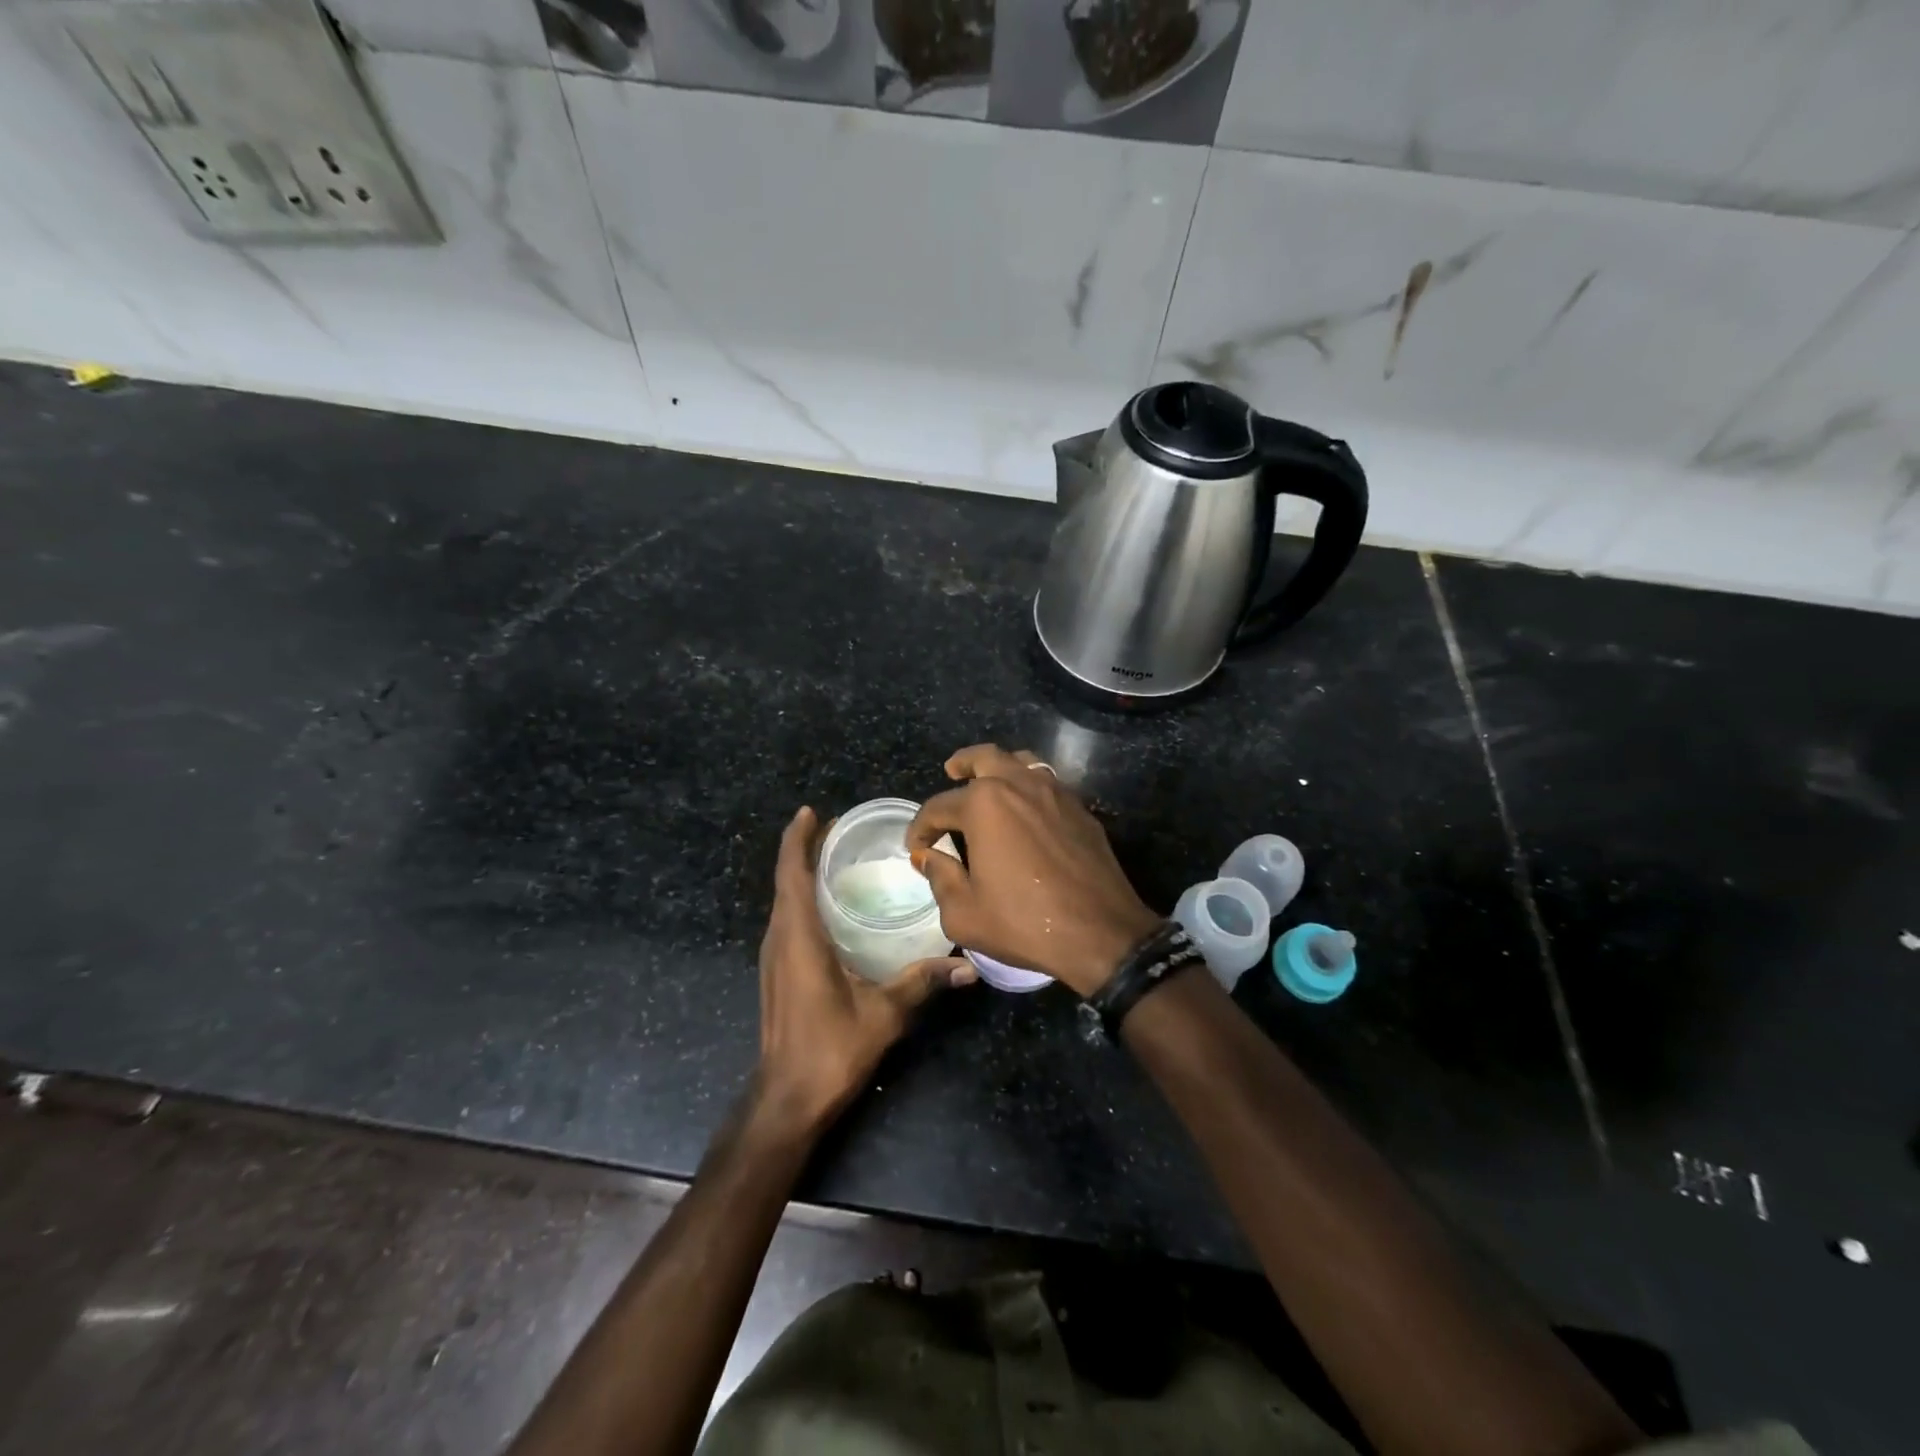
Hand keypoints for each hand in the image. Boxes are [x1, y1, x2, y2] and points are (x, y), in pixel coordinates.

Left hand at [756, 806, 972, 1133]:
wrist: (786, 1099)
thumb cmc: (830, 1049)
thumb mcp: (883, 1013)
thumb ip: (922, 982)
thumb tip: (968, 967)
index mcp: (798, 937)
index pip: (791, 873)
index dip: (797, 839)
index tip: (812, 811)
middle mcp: (779, 938)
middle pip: (787, 880)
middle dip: (806, 849)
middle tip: (842, 829)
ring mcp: (774, 956)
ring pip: (785, 900)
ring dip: (803, 872)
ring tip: (838, 857)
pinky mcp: (777, 971)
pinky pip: (787, 919)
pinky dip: (803, 898)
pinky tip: (831, 905)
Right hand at [905, 744, 1160, 996]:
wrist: (1101, 933)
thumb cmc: (1024, 922)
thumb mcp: (964, 914)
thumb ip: (940, 879)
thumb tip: (930, 857)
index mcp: (984, 805)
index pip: (938, 806)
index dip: (920, 827)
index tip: (915, 846)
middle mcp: (1019, 785)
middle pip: (984, 757)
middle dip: (962, 763)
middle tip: (951, 771)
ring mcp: (1055, 793)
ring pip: (1021, 761)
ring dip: (999, 766)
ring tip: (989, 782)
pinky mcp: (1080, 809)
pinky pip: (1047, 782)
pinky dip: (1029, 786)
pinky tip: (1025, 809)